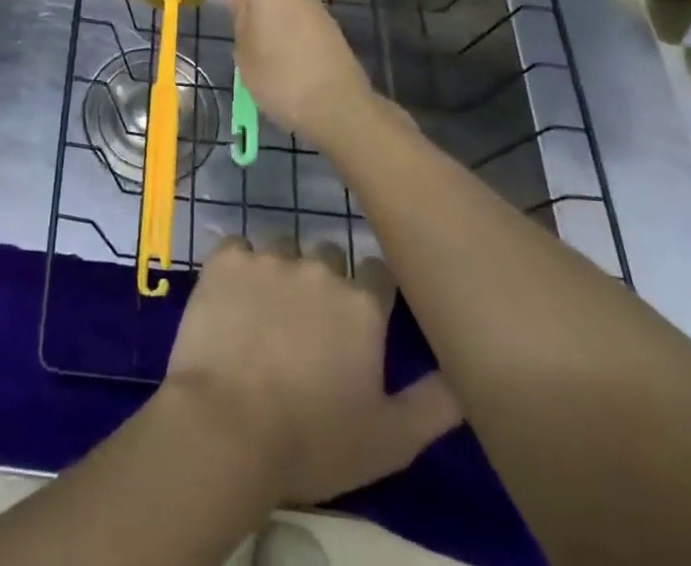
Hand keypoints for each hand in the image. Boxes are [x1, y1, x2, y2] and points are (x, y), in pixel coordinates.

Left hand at [160, 236, 460, 506]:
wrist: (228, 427)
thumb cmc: (314, 441)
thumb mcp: (392, 440)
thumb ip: (435, 403)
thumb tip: (464, 373)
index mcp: (362, 305)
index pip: (378, 274)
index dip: (371, 293)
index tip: (360, 320)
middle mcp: (319, 269)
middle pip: (329, 257)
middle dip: (325, 281)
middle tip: (311, 324)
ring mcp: (269, 258)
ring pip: (283, 248)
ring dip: (282, 272)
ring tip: (268, 312)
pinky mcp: (225, 258)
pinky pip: (238, 248)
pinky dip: (238, 268)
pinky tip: (232, 299)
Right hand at [217, 0, 375, 146]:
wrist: (339, 111)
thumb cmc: (280, 76)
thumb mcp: (246, 50)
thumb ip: (239, 16)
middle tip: (242, 29)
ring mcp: (322, 19)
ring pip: (293, 7)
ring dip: (276, 24)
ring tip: (259, 59)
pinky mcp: (333, 41)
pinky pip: (305, 30)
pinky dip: (292, 43)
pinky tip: (282, 74)